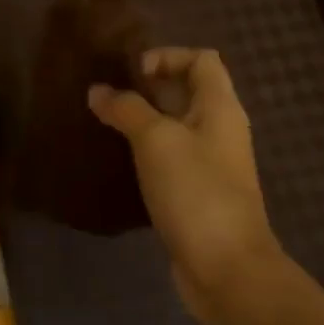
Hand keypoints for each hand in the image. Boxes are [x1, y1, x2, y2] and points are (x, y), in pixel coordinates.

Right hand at [88, 48, 285, 315]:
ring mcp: (208, 164)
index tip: (129, 74)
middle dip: (146, 88)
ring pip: (173, 126)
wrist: (225, 267)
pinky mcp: (194, 193)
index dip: (166, 57)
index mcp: (220, 108)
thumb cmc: (196, 192)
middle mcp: (218, 130)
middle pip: (185, 91)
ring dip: (141, 121)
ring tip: (102, 124)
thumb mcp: (156, 140)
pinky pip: (168, 158)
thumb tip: (98, 91)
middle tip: (104, 96)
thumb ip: (126, 109)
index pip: (201, 60)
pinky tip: (116, 160)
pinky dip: (143, 153)